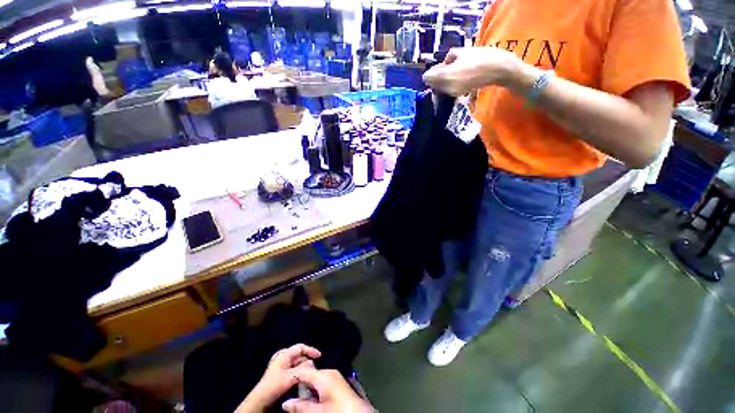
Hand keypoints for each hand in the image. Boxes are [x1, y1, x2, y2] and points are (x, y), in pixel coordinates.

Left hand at [236, 344, 321, 412]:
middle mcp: (281, 357)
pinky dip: (298, 373)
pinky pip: (292, 370)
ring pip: (296, 364)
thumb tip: (312, 363)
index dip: (311, 350)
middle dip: (307, 361)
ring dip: (303, 368)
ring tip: (309, 375)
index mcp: (284, 354)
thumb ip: (304, 368)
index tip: (319, 356)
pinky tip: (301, 380)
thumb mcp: (292, 376)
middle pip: (299, 355)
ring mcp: (279, 366)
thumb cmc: (275, 385)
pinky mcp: (278, 375)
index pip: (301, 347)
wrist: (261, 400)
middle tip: (314, 368)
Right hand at [282, 368, 373, 412]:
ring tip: (303, 401)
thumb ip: (301, 407)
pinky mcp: (339, 383)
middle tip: (293, 398)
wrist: (359, 412)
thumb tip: (285, 403)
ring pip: (317, 380)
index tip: (284, 386)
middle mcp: (330, 372)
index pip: (304, 371)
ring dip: (309, 390)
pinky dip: (317, 390)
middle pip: (310, 375)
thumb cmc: (337, 410)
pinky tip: (315, 400)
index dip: (293, 378)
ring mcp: (335, 376)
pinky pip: (324, 382)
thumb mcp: (317, 411)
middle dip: (302, 386)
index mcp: (323, 375)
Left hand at [423, 47, 523, 96]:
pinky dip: (449, 84)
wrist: (497, 69)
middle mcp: (446, 88)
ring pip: (439, 88)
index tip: (441, 65)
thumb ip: (447, 59)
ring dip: (442, 80)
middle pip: (432, 84)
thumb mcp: (461, 51)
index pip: (427, 78)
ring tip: (456, 70)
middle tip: (448, 66)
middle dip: (436, 76)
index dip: (432, 70)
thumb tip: (442, 66)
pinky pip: (447, 90)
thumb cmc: (480, 57)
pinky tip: (460, 77)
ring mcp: (452, 93)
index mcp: (445, 76)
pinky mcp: (458, 95)